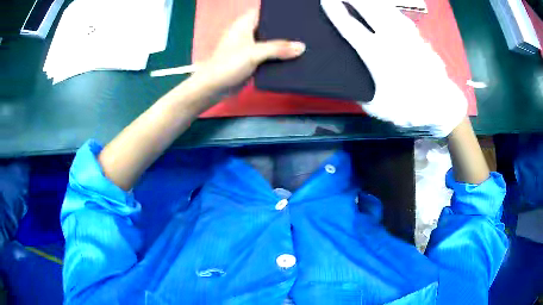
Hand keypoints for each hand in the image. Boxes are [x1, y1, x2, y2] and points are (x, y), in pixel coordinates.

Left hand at [195, 10, 305, 91]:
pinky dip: (278, 56)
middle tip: (305, 30)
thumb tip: (301, 47)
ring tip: (304, 43)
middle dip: (286, 29)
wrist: (214, 87)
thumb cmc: (228, 64)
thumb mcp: (254, 53)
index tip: (297, 16)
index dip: (280, 12)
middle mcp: (248, 32)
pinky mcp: (252, 59)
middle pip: (270, 27)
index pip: (265, 12)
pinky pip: (269, 54)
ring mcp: (250, 46)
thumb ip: (278, 49)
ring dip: (283, 44)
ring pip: (271, 41)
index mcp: (245, 23)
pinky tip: (293, 57)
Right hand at [321, 0, 466, 136]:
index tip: (325, 1)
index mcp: (377, 55)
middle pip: (368, 9)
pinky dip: (389, 8)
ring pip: (386, 8)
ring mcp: (407, 35)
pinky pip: (400, 16)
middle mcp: (391, 39)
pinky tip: (385, 6)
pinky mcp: (418, 37)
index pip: (351, 27)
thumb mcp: (378, 108)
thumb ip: (364, 94)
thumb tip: (356, 87)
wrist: (441, 106)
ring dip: (372, 0)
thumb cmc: (410, 108)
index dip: (336, 12)